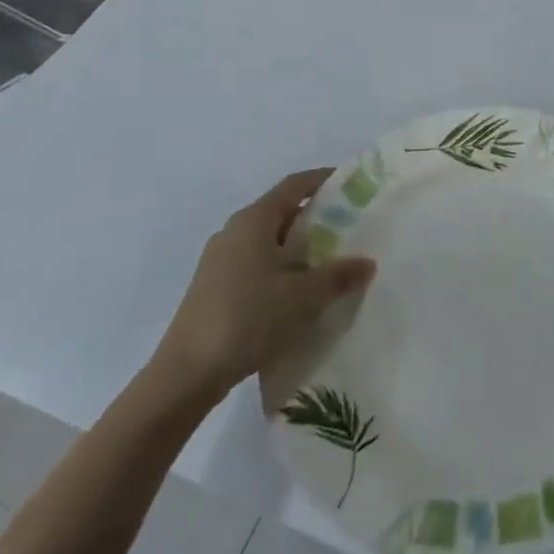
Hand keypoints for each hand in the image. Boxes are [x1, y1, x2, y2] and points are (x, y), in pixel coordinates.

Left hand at [152, 169, 375, 404]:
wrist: (186, 374)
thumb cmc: (248, 318)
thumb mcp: (305, 296)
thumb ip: (339, 275)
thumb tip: (367, 263)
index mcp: (254, 220)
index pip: (295, 185)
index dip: (324, 179)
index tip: (352, 184)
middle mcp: (233, 231)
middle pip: (281, 211)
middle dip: (315, 216)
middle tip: (349, 227)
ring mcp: (219, 260)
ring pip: (267, 240)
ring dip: (298, 245)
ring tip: (329, 262)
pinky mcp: (212, 287)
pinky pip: (255, 263)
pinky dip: (280, 267)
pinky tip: (297, 293)